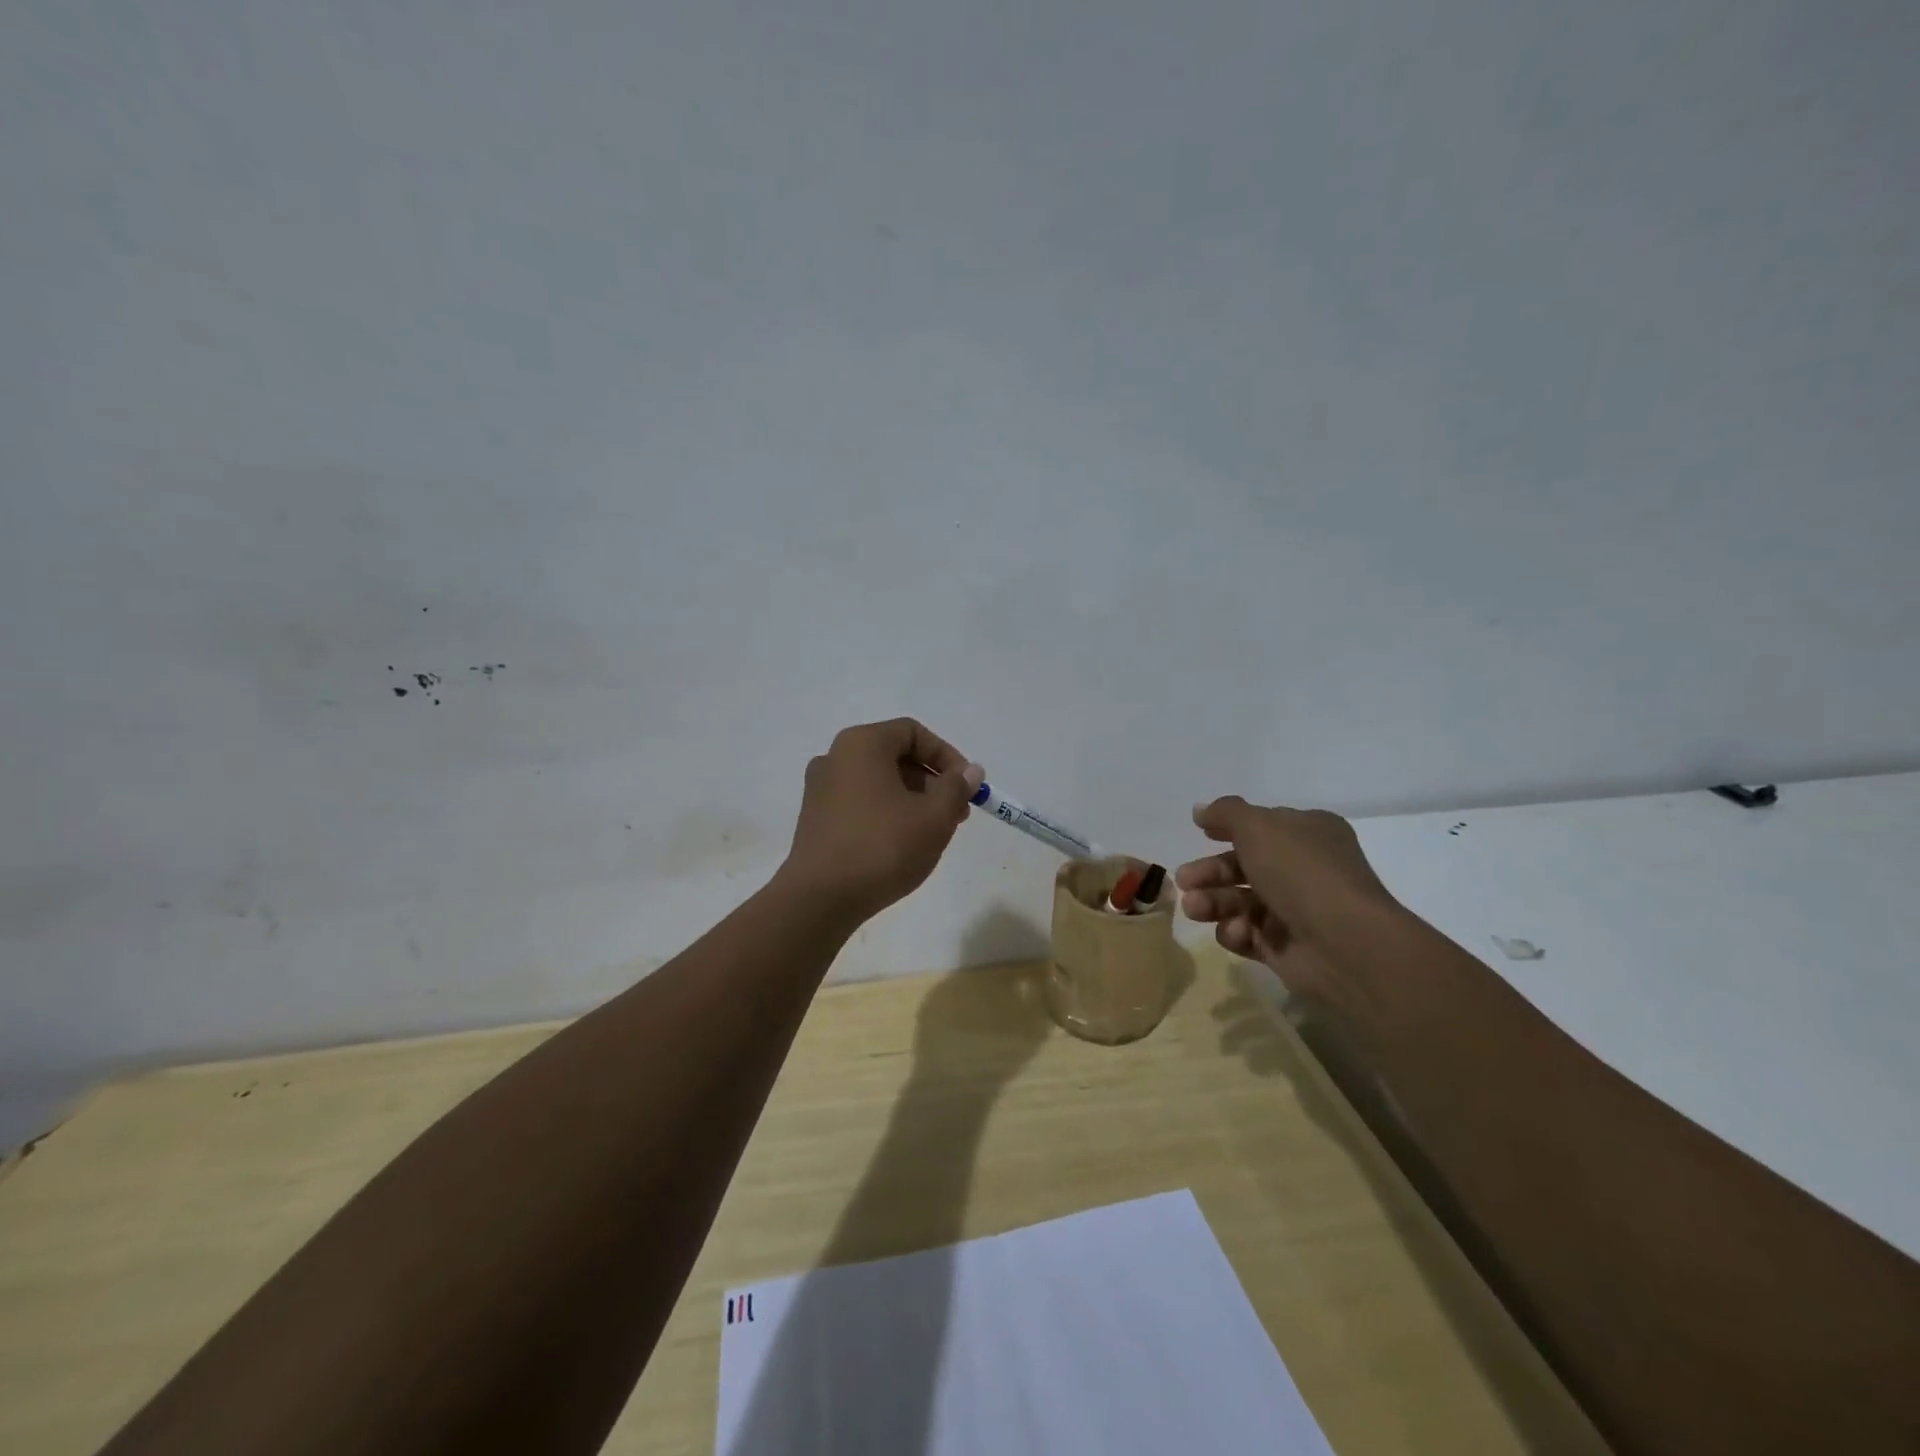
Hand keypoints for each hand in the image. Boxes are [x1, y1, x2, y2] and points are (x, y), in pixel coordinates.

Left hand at [779, 718, 983, 923]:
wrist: (819, 899)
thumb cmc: (882, 847)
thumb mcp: (934, 818)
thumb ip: (957, 788)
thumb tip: (970, 770)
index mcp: (862, 744)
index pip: (913, 733)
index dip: (947, 756)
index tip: (967, 786)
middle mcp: (835, 757)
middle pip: (895, 756)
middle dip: (932, 782)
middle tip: (957, 813)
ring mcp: (820, 789)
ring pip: (878, 782)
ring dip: (912, 799)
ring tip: (933, 833)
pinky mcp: (815, 819)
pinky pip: (860, 802)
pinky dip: (886, 813)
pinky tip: (902, 845)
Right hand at [1175, 797, 1396, 999]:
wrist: (1344, 944)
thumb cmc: (1301, 872)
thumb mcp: (1258, 827)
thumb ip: (1225, 814)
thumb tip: (1200, 810)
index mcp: (1307, 834)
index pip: (1262, 826)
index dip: (1229, 828)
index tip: (1199, 832)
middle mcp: (1303, 869)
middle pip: (1243, 865)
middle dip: (1210, 872)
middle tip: (1184, 880)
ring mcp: (1294, 910)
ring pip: (1239, 901)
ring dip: (1213, 902)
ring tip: (1195, 908)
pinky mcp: (1285, 947)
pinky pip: (1248, 934)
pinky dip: (1236, 932)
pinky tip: (1239, 932)